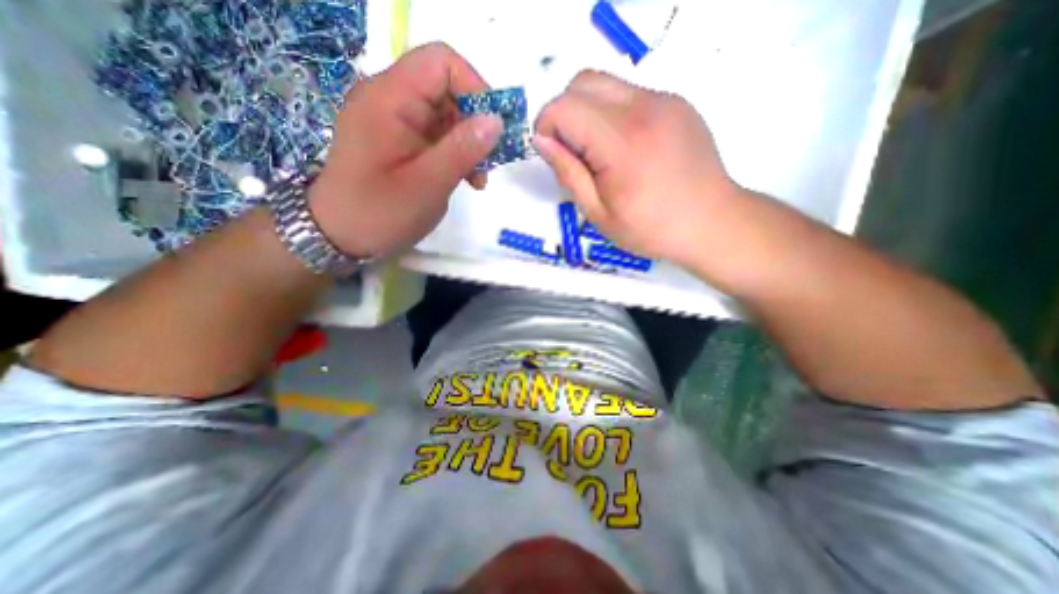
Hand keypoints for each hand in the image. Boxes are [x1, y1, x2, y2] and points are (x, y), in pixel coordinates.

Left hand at [307, 45, 503, 257]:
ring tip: (479, 177)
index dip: (475, 88)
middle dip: (476, 122)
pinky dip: (457, 153)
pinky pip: (437, 136)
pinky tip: (466, 178)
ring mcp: (395, 122)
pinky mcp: (401, 142)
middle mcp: (390, 100)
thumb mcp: (427, 184)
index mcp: (389, 98)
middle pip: (446, 88)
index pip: (441, 62)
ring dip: (469, 143)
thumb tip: (496, 120)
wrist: (340, 237)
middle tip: (490, 161)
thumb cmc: (379, 212)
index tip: (494, 129)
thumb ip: (462, 149)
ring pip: (446, 115)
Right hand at [535, 69, 737, 267]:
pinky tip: (625, 148)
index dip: (546, 127)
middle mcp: (644, 108)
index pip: (564, 107)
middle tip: (571, 152)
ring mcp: (665, 100)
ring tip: (599, 152)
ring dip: (588, 112)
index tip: (551, 154)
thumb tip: (542, 141)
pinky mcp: (676, 103)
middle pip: (582, 82)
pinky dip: (613, 114)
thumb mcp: (598, 213)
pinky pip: (630, 94)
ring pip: (606, 84)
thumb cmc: (651, 229)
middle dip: (564, 113)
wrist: (711, 222)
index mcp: (621, 144)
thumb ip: (568, 173)